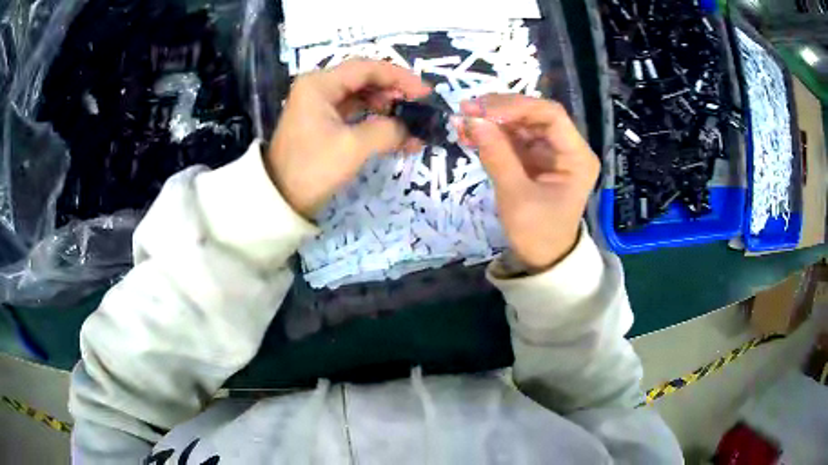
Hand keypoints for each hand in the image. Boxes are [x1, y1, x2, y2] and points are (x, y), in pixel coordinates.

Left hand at [267, 59, 430, 216]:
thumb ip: (388, 131)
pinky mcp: (323, 122)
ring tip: (412, 127)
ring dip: (388, 110)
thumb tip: (411, 129)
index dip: (400, 78)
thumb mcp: (353, 148)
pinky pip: (355, 114)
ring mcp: (320, 105)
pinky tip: (397, 136)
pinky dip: (376, 122)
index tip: (426, 94)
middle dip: (395, 94)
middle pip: (365, 80)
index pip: (367, 68)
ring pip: (362, 97)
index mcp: (320, 84)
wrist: (279, 201)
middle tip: (420, 110)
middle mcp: (319, 87)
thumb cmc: (312, 169)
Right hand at [460, 94, 598, 271]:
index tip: (483, 110)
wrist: (543, 259)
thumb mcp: (516, 196)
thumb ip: (496, 155)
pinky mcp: (536, 158)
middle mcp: (567, 147)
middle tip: (467, 110)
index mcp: (577, 157)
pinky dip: (493, 134)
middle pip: (535, 114)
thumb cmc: (537, 233)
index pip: (551, 115)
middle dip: (501, 110)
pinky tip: (471, 134)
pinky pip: (514, 138)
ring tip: (463, 121)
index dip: (516, 106)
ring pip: (522, 123)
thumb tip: (473, 119)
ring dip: (493, 120)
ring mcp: (551, 151)